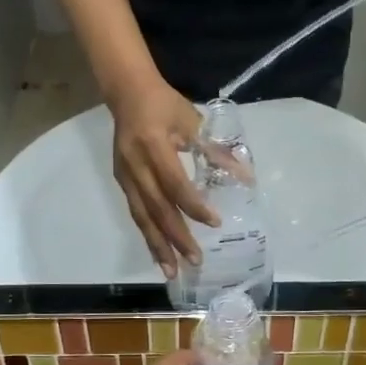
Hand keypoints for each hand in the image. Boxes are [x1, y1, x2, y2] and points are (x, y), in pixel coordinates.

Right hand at [110, 78, 213, 278]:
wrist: (127, 92)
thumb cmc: (166, 105)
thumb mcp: (193, 122)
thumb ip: (216, 151)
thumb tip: (244, 178)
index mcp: (154, 146)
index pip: (175, 184)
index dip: (194, 205)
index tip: (214, 223)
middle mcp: (136, 165)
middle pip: (157, 208)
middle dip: (176, 237)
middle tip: (196, 261)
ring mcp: (125, 175)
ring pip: (142, 216)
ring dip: (157, 245)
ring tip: (171, 271)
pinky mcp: (121, 180)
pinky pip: (136, 212)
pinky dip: (148, 234)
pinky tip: (158, 253)